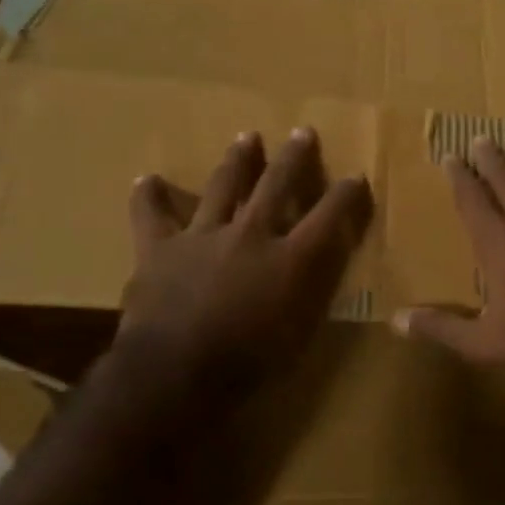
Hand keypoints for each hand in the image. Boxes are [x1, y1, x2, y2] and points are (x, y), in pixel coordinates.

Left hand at [101, 128, 371, 442]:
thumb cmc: (247, 362)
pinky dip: (149, 197)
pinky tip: (148, 179)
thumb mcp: (300, 333)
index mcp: (289, 258)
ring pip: (224, 187)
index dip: (346, 195)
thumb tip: (322, 261)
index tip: (356, 177)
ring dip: (238, 160)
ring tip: (247, 137)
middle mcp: (250, 234)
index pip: (328, 216)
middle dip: (294, 158)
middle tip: (302, 132)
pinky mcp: (160, 248)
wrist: (175, 371)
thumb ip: (312, 290)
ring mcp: (203, 236)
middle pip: (277, 185)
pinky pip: (152, 215)